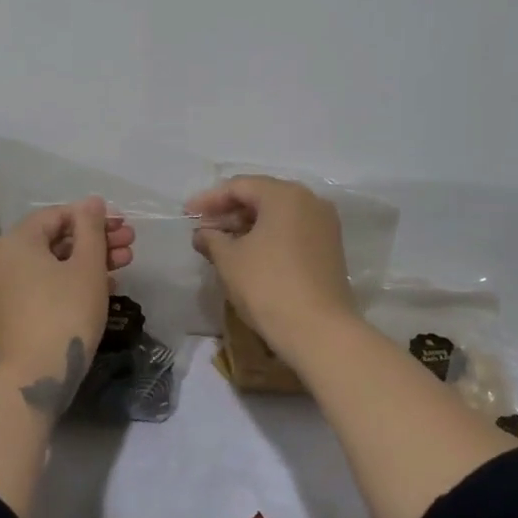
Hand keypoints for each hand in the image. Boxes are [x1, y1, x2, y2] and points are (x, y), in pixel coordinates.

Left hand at [0, 196, 135, 416]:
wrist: (36, 377)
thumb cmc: (65, 313)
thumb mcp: (87, 266)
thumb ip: (91, 229)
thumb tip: (92, 201)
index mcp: (16, 242)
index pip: (57, 215)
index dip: (93, 217)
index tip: (123, 226)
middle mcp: (3, 260)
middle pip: (56, 239)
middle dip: (96, 240)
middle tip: (131, 244)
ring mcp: (5, 288)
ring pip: (53, 263)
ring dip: (90, 260)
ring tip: (126, 264)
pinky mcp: (13, 311)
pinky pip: (44, 284)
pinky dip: (72, 281)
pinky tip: (105, 287)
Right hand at [185, 176, 354, 357]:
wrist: (318, 331)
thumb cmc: (268, 286)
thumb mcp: (229, 260)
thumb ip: (212, 239)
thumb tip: (202, 233)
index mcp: (285, 195)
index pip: (239, 186)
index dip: (209, 199)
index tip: (187, 214)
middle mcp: (310, 201)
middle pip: (261, 197)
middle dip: (229, 212)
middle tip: (202, 229)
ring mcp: (324, 225)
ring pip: (278, 215)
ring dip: (248, 226)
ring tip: (221, 244)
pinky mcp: (330, 248)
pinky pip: (292, 231)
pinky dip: (268, 237)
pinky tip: (248, 254)